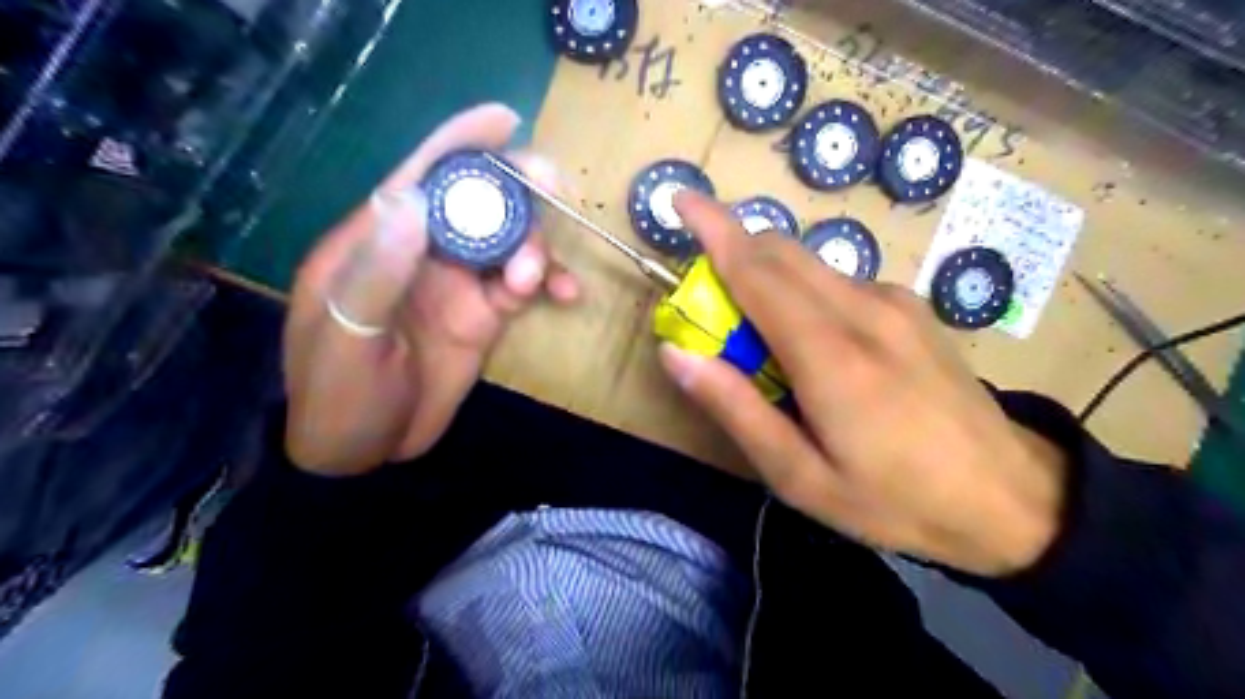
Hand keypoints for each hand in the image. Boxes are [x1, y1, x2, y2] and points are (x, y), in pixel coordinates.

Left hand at [284, 102, 579, 475]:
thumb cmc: (338, 395)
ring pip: (510, 241)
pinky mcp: (485, 316)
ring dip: (535, 248)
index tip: (505, 122)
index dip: (460, 144)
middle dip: (518, 190)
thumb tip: (411, 200)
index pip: (420, 177)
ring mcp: (459, 284)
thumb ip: (378, 272)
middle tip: (557, 192)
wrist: (365, 452)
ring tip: (535, 282)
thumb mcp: (346, 337)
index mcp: (378, 242)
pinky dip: (549, 282)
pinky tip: (565, 295)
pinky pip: (524, 285)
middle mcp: (424, 252)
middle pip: (478, 202)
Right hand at [661, 189, 1068, 573]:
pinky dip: (803, 291)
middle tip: (707, 299)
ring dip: (767, 275)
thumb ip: (735, 409)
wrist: (1010, 498)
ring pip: (810, 263)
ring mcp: (895, 303)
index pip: (757, 270)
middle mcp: (864, 310)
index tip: (679, 198)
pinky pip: (838, 281)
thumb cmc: (894, 500)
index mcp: (831, 355)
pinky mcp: (911, 308)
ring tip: (760, 338)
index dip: (713, 229)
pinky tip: (813, 343)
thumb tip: (675, 353)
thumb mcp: (799, 476)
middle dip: (733, 250)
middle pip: (781, 251)